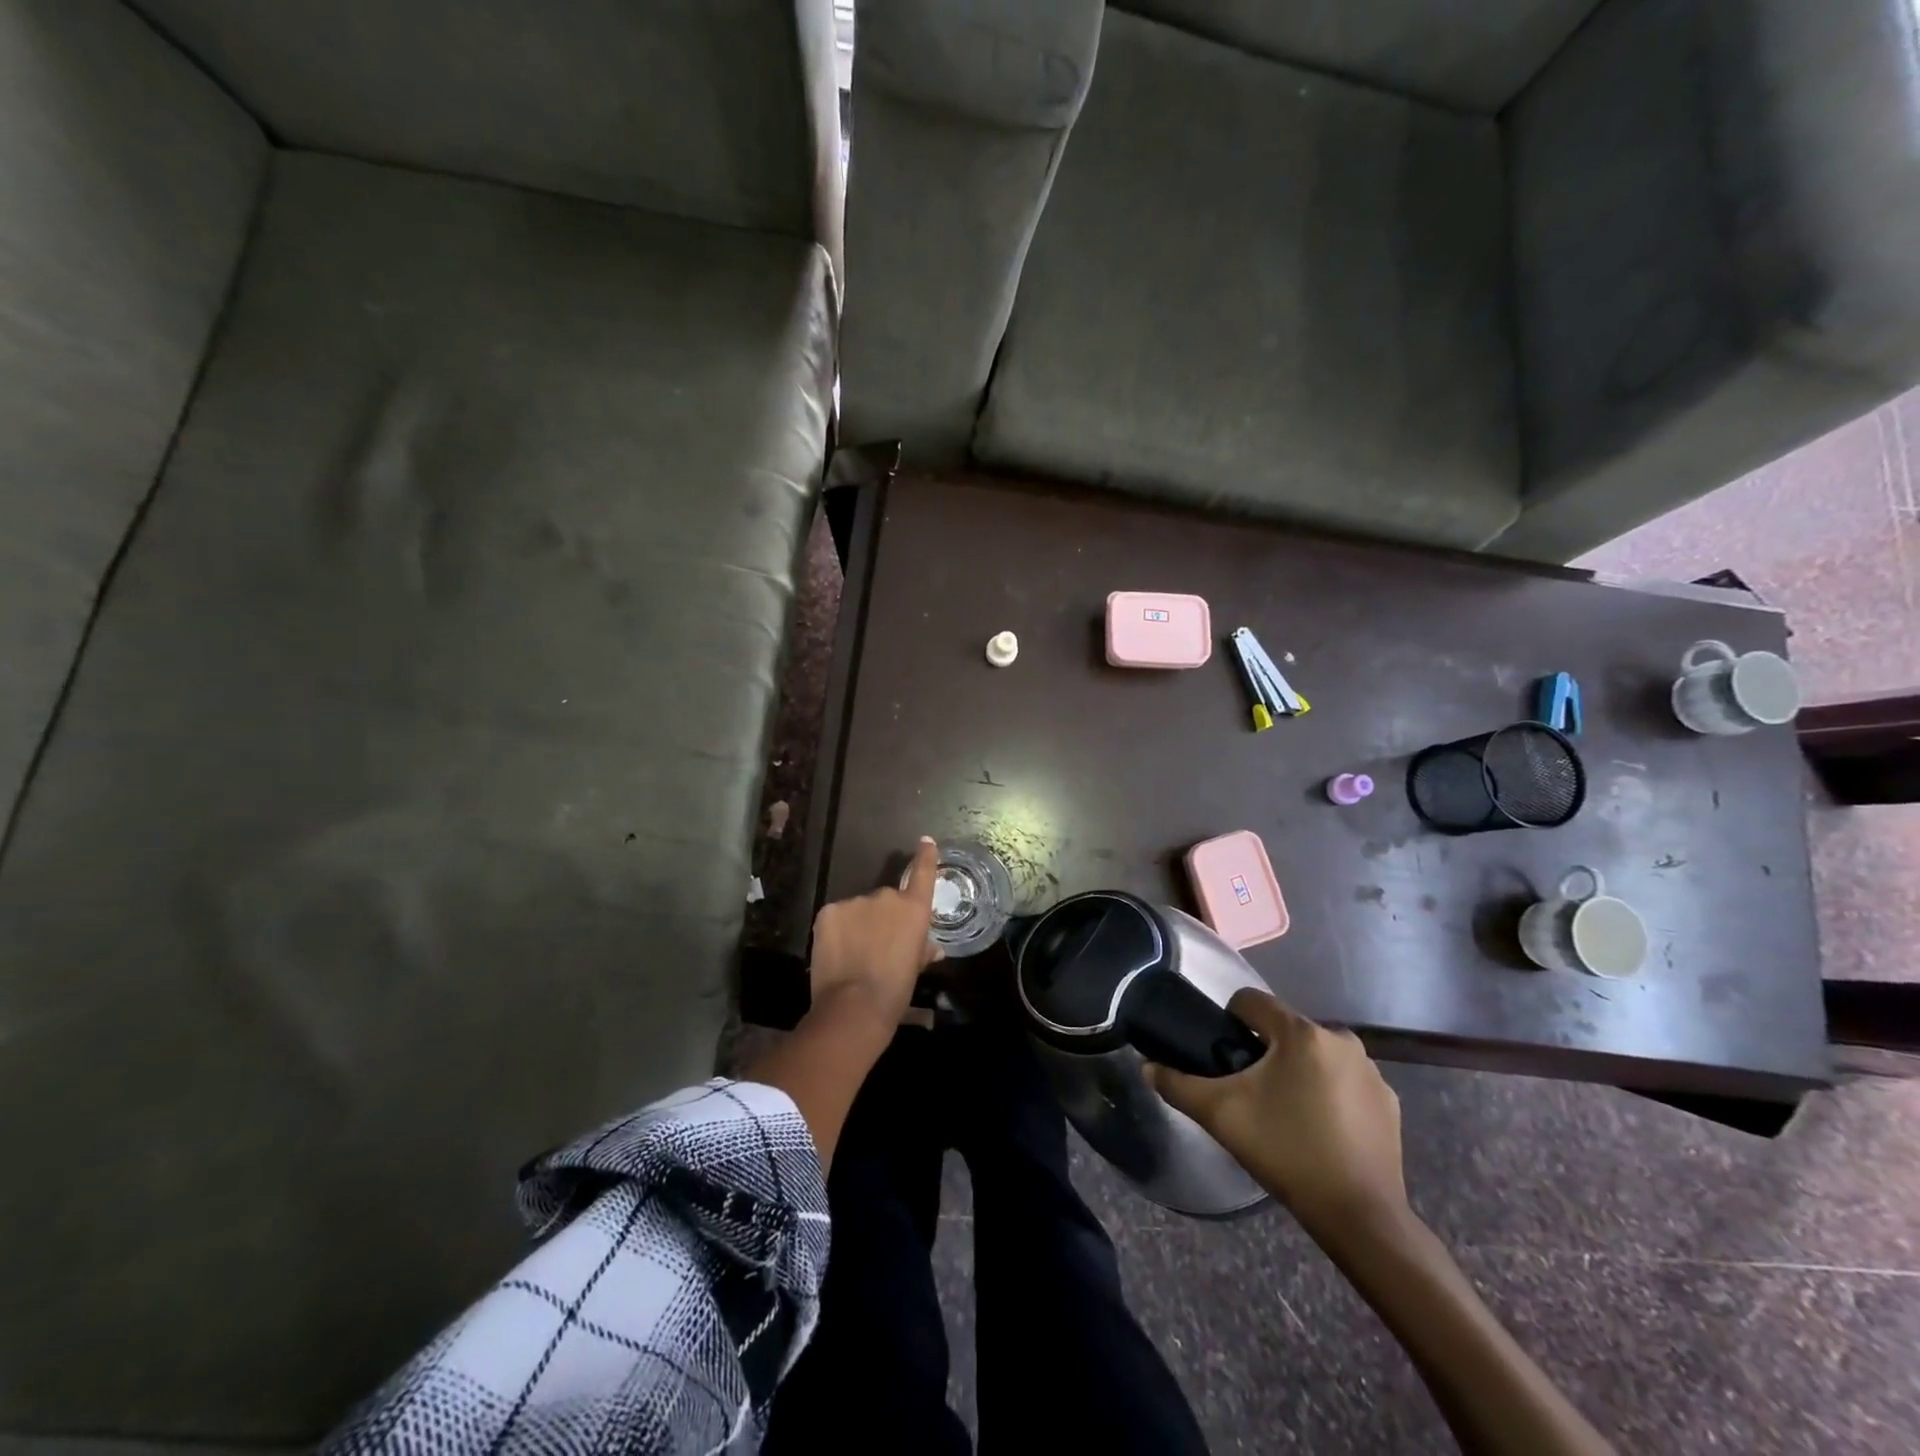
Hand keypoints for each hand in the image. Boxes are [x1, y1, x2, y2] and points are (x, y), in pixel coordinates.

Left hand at [808, 837, 941, 1029]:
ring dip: (858, 925)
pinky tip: (837, 953)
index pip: (923, 874)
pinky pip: (836, 917)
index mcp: (913, 909)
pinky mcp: (829, 911)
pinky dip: (837, 931)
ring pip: (858, 910)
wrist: (855, 1006)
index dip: (925, 856)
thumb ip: (922, 951)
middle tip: (878, 947)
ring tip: (854, 955)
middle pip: (885, 901)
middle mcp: (886, 897)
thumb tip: (932, 948)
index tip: (926, 841)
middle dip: (882, 918)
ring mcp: (855, 902)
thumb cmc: (896, 991)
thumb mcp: (915, 970)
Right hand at [1146, 989, 1405, 1229]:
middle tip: (1251, 1093)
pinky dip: (1328, 1094)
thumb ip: (1178, 1084)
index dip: (1229, 1021)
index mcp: (1300, 1032)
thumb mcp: (1220, 1115)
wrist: (1360, 1217)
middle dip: (1264, 1053)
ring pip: (1314, 1055)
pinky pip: (1344, 1081)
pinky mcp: (1388, 1101)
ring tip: (1285, 1114)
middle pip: (1284, 1030)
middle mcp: (1340, 1038)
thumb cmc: (1286, 1152)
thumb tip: (1147, 1067)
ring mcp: (1371, 1071)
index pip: (1251, 1001)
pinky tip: (1320, 1130)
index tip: (1225, 1058)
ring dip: (1297, 1072)